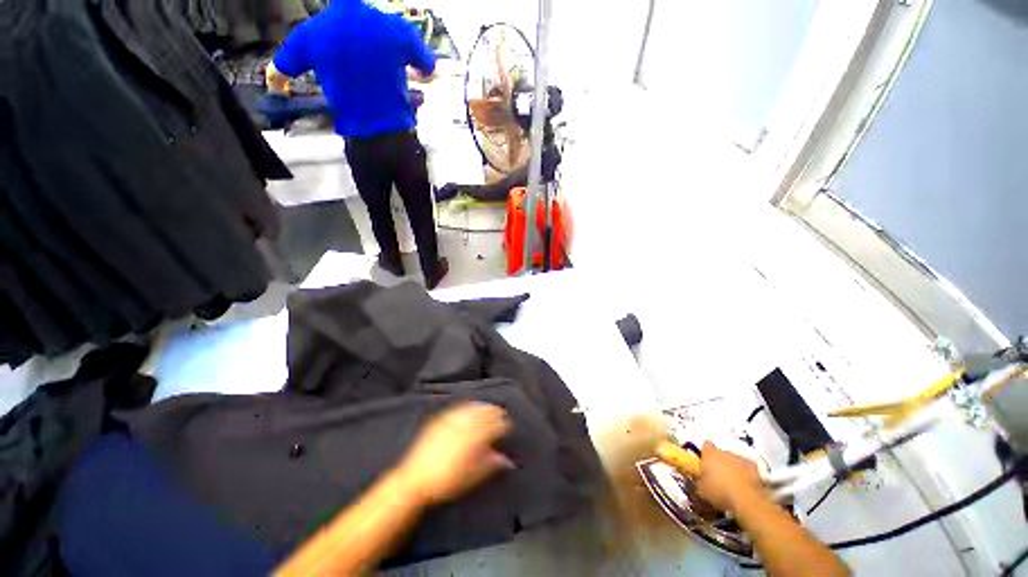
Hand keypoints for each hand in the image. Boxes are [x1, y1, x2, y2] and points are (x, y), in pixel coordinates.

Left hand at [394, 403, 513, 506]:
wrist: (415, 481)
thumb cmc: (446, 483)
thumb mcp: (472, 478)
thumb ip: (491, 465)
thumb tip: (507, 459)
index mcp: (474, 440)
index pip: (494, 427)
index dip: (503, 425)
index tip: (508, 426)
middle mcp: (464, 427)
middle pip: (485, 414)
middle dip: (495, 413)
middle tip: (501, 414)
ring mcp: (452, 421)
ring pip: (472, 409)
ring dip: (483, 407)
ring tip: (490, 407)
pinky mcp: (441, 420)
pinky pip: (458, 408)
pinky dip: (468, 405)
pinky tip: (471, 406)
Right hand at [695, 441, 765, 513]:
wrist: (747, 500)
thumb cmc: (720, 492)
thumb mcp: (702, 489)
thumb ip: (699, 480)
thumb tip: (699, 478)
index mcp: (710, 454)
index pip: (706, 446)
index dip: (706, 453)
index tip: (705, 462)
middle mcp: (724, 452)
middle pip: (721, 453)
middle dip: (720, 461)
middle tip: (719, 475)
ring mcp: (740, 458)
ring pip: (734, 460)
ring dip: (733, 467)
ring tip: (733, 482)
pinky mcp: (754, 467)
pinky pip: (747, 467)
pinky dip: (745, 473)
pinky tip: (745, 484)